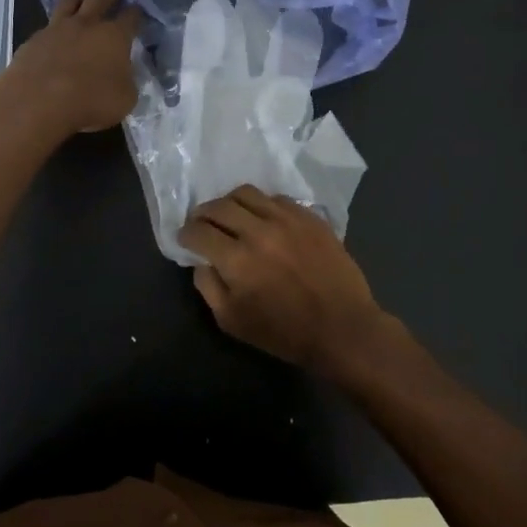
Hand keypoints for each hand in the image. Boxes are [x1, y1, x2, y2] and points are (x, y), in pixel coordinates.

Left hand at [0, 0, 141, 140]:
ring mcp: (56, 29)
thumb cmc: (91, 102)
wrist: (38, 104)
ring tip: (82, 1)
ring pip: (69, 3)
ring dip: (79, 0)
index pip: (130, 17)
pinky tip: (54, 37)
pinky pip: (47, 27)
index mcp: (114, 36)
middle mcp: (86, 25)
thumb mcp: (125, 98)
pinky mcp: (32, 41)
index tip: (138, 11)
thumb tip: (121, 73)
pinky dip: (55, 28)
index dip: (135, 13)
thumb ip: (126, 80)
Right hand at [179, 186, 404, 380]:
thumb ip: (208, 286)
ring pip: (247, 193)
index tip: (185, 238)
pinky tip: (263, 219)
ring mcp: (287, 220)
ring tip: (230, 214)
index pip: (199, 231)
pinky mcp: (309, 217)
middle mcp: (259, 231)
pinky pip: (277, 198)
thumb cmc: (284, 332)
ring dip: (230, 202)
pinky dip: (262, 205)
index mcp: (236, 260)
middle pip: (219, 206)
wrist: (341, 328)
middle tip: (201, 222)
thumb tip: (202, 260)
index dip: (186, 233)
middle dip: (203, 213)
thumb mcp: (232, 321)